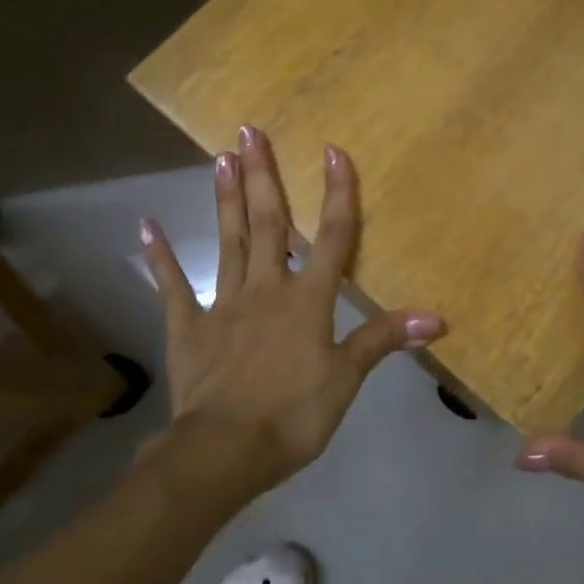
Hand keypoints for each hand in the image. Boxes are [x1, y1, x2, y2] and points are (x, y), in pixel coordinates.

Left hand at [140, 126, 443, 504]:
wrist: (224, 453)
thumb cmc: (293, 415)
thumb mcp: (347, 379)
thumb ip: (385, 339)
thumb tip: (437, 318)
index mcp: (308, 299)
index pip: (332, 236)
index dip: (336, 192)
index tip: (332, 150)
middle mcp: (267, 288)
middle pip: (270, 222)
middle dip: (262, 174)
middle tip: (249, 131)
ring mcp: (224, 304)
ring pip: (229, 241)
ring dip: (227, 199)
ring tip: (219, 158)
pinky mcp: (189, 327)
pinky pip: (174, 286)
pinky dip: (161, 256)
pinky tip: (146, 226)